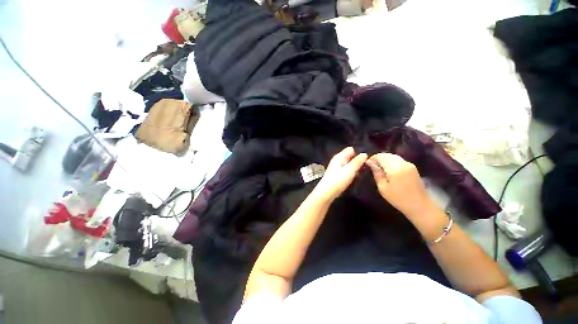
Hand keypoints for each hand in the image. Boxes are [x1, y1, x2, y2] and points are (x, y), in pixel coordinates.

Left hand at [313, 147, 367, 200]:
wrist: (327, 192)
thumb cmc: (338, 180)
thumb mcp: (350, 170)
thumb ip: (357, 161)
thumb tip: (364, 153)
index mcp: (339, 156)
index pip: (351, 149)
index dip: (358, 153)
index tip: (366, 159)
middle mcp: (337, 160)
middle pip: (350, 156)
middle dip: (358, 160)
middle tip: (367, 167)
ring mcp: (337, 167)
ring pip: (349, 164)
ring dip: (355, 167)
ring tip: (363, 172)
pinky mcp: (337, 174)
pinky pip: (347, 170)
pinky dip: (351, 172)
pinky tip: (355, 177)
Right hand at [366, 153, 434, 218]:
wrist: (420, 205)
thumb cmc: (398, 198)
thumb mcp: (383, 187)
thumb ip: (377, 173)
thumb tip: (370, 163)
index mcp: (394, 168)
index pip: (381, 156)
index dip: (373, 158)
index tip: (367, 163)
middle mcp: (403, 163)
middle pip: (388, 155)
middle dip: (379, 158)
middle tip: (372, 165)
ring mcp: (409, 164)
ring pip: (394, 156)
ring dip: (385, 159)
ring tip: (379, 167)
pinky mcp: (412, 167)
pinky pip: (399, 160)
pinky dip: (391, 161)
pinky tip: (388, 169)